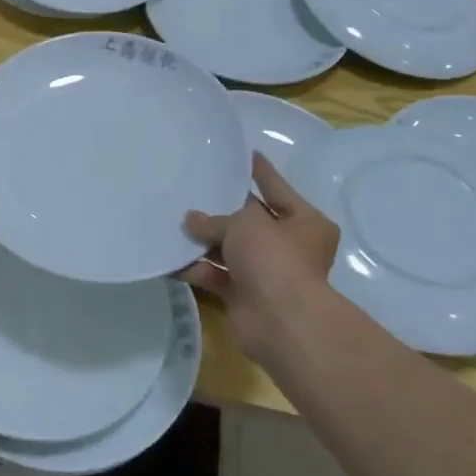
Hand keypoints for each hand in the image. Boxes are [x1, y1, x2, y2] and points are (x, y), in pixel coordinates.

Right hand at [181, 153, 344, 366]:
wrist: (280, 321)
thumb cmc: (274, 258)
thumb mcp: (245, 224)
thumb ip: (215, 219)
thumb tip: (192, 220)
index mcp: (305, 222)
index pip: (277, 189)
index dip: (259, 172)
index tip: (244, 154)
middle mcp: (289, 246)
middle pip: (250, 222)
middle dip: (222, 211)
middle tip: (194, 189)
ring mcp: (267, 273)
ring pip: (231, 250)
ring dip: (204, 240)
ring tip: (173, 222)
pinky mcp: (245, 295)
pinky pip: (216, 276)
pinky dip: (197, 268)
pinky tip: (170, 258)